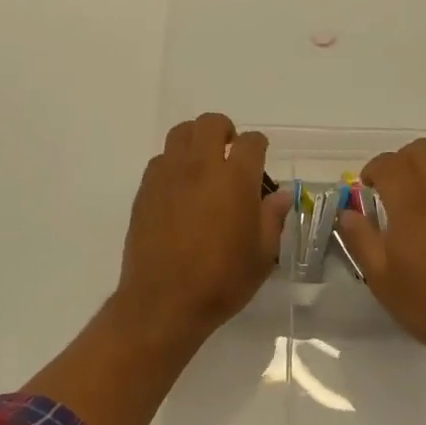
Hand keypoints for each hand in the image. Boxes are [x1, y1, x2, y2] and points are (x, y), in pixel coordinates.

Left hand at [114, 113, 290, 350]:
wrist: (164, 301)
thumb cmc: (221, 280)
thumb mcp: (262, 255)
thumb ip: (273, 218)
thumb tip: (280, 195)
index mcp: (235, 178)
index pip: (251, 141)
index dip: (259, 146)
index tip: (260, 160)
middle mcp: (200, 166)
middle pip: (211, 123)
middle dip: (225, 131)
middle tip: (230, 154)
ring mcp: (168, 175)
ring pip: (181, 133)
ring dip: (196, 140)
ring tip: (203, 164)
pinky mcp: (145, 189)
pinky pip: (161, 160)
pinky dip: (174, 164)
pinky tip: (180, 189)